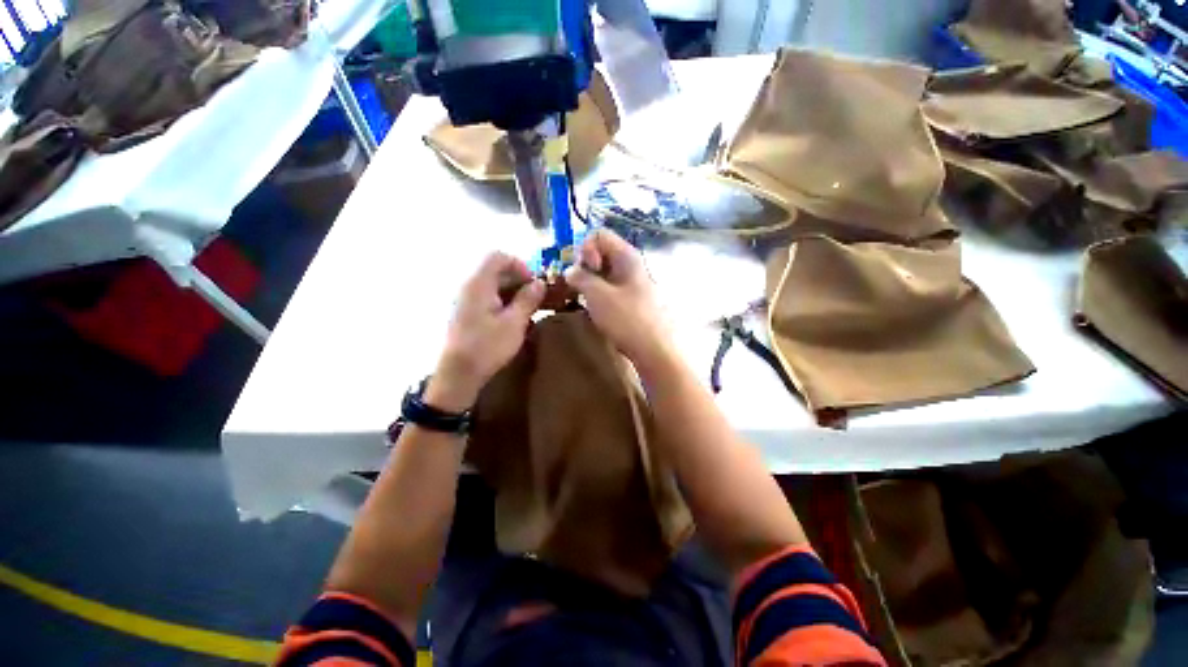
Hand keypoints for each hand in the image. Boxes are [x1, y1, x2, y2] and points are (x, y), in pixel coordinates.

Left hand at [428, 253, 543, 411]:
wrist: (458, 375)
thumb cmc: (487, 347)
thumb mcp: (514, 323)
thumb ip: (528, 299)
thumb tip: (539, 283)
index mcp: (479, 284)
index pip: (498, 257)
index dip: (519, 265)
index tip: (534, 284)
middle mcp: (470, 287)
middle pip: (496, 271)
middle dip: (519, 281)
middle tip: (536, 299)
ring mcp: (467, 301)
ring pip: (493, 286)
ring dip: (513, 294)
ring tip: (529, 311)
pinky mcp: (467, 314)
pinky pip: (488, 299)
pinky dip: (504, 303)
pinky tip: (515, 321)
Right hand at [564, 229, 673, 368]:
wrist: (655, 349)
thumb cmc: (627, 319)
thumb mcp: (598, 295)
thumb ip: (580, 278)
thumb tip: (570, 270)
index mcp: (626, 256)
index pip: (599, 235)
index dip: (585, 249)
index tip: (585, 270)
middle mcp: (631, 264)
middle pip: (601, 252)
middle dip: (584, 266)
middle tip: (579, 287)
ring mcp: (633, 283)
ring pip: (604, 272)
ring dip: (590, 282)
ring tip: (584, 300)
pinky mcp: (632, 299)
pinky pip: (610, 287)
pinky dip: (599, 293)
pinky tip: (595, 309)